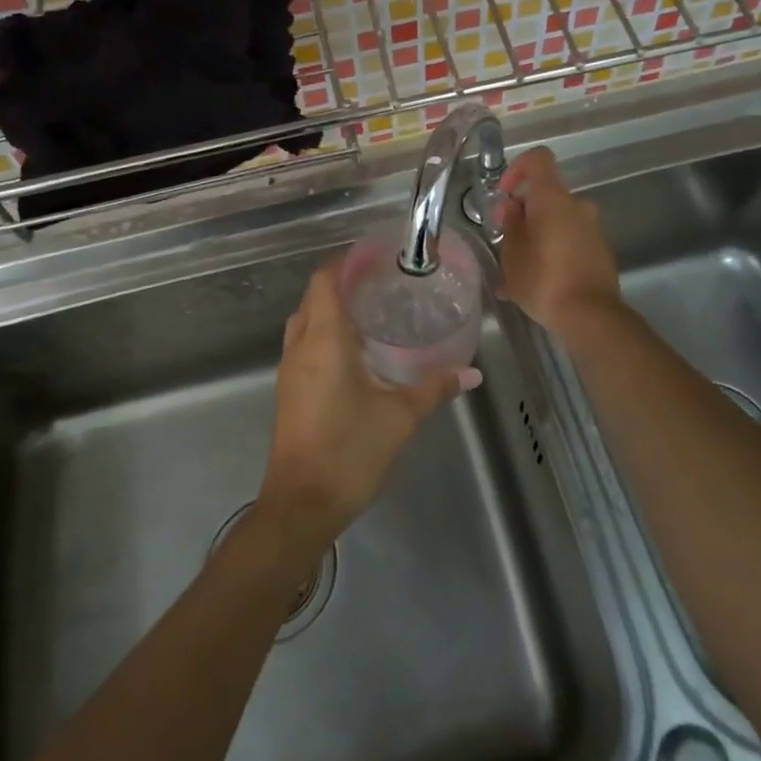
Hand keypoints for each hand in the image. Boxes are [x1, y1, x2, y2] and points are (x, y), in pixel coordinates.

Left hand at [258, 263, 476, 555]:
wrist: (301, 504)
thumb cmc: (350, 451)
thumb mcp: (401, 416)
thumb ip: (435, 388)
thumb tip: (472, 372)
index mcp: (324, 339)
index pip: (325, 280)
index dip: (345, 261)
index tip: (374, 255)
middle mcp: (301, 346)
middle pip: (314, 296)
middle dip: (342, 282)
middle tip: (380, 281)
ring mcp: (289, 369)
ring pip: (305, 321)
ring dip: (330, 308)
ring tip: (370, 310)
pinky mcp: (288, 390)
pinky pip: (303, 344)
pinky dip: (324, 333)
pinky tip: (354, 351)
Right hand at [494, 147, 621, 336]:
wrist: (591, 316)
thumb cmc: (544, 279)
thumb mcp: (512, 254)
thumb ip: (511, 224)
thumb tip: (514, 208)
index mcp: (553, 198)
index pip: (539, 159)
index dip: (518, 168)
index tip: (505, 194)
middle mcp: (577, 205)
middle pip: (546, 195)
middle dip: (524, 213)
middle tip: (506, 243)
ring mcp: (593, 228)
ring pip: (557, 221)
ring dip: (537, 236)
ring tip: (517, 272)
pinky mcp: (601, 250)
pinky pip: (570, 240)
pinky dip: (553, 251)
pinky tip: (537, 283)